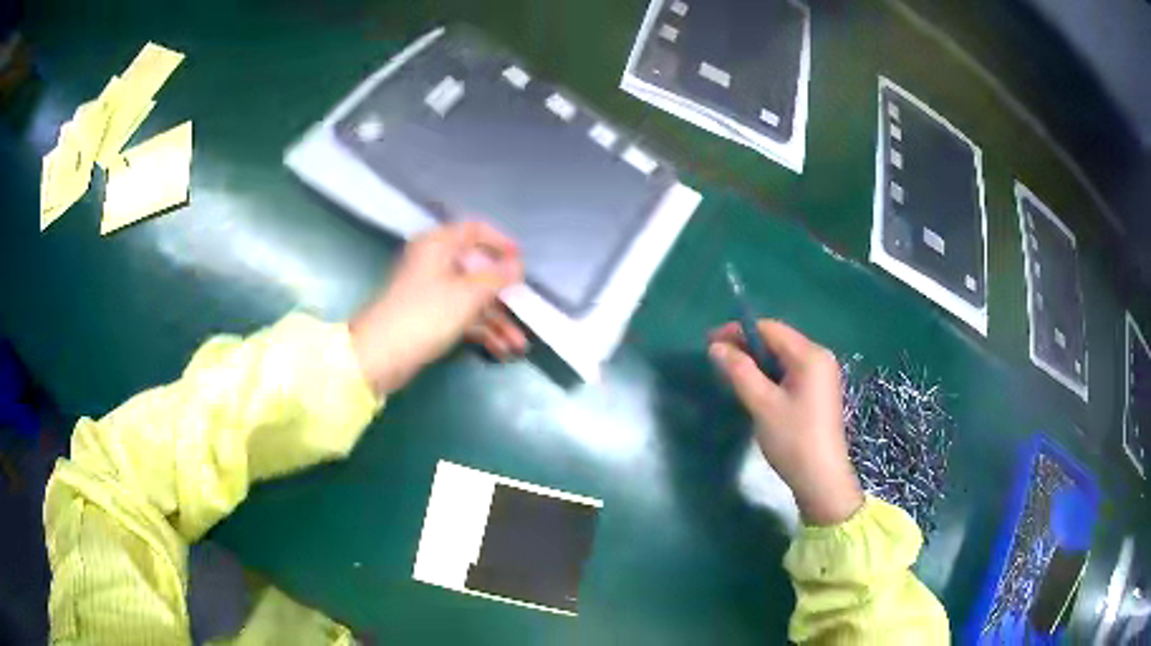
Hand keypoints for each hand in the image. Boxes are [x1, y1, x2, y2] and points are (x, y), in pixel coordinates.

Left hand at [350, 222, 527, 394]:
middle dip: (504, 294)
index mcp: (439, 245)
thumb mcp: (467, 294)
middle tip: (526, 309)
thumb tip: (517, 266)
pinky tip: (502, 349)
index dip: (500, 242)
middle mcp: (436, 264)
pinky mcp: (432, 317)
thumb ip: (496, 278)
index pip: (474, 231)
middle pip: (478, 270)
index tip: (521, 260)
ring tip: (518, 345)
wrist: (382, 354)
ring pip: (473, 299)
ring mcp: (433, 293)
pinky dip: (482, 331)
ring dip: (497, 320)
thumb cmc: (425, 314)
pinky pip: (464, 317)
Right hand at [709, 320, 862, 525]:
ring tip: (730, 374)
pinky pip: (790, 372)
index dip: (738, 332)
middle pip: (778, 340)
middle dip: (746, 346)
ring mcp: (822, 375)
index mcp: (810, 355)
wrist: (821, 480)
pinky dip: (770, 375)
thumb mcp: (762, 404)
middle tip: (716, 360)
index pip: (770, 329)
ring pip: (783, 357)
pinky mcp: (818, 392)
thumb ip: (739, 371)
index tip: (709, 343)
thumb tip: (716, 347)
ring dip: (756, 362)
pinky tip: (754, 389)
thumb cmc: (793, 439)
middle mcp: (820, 357)